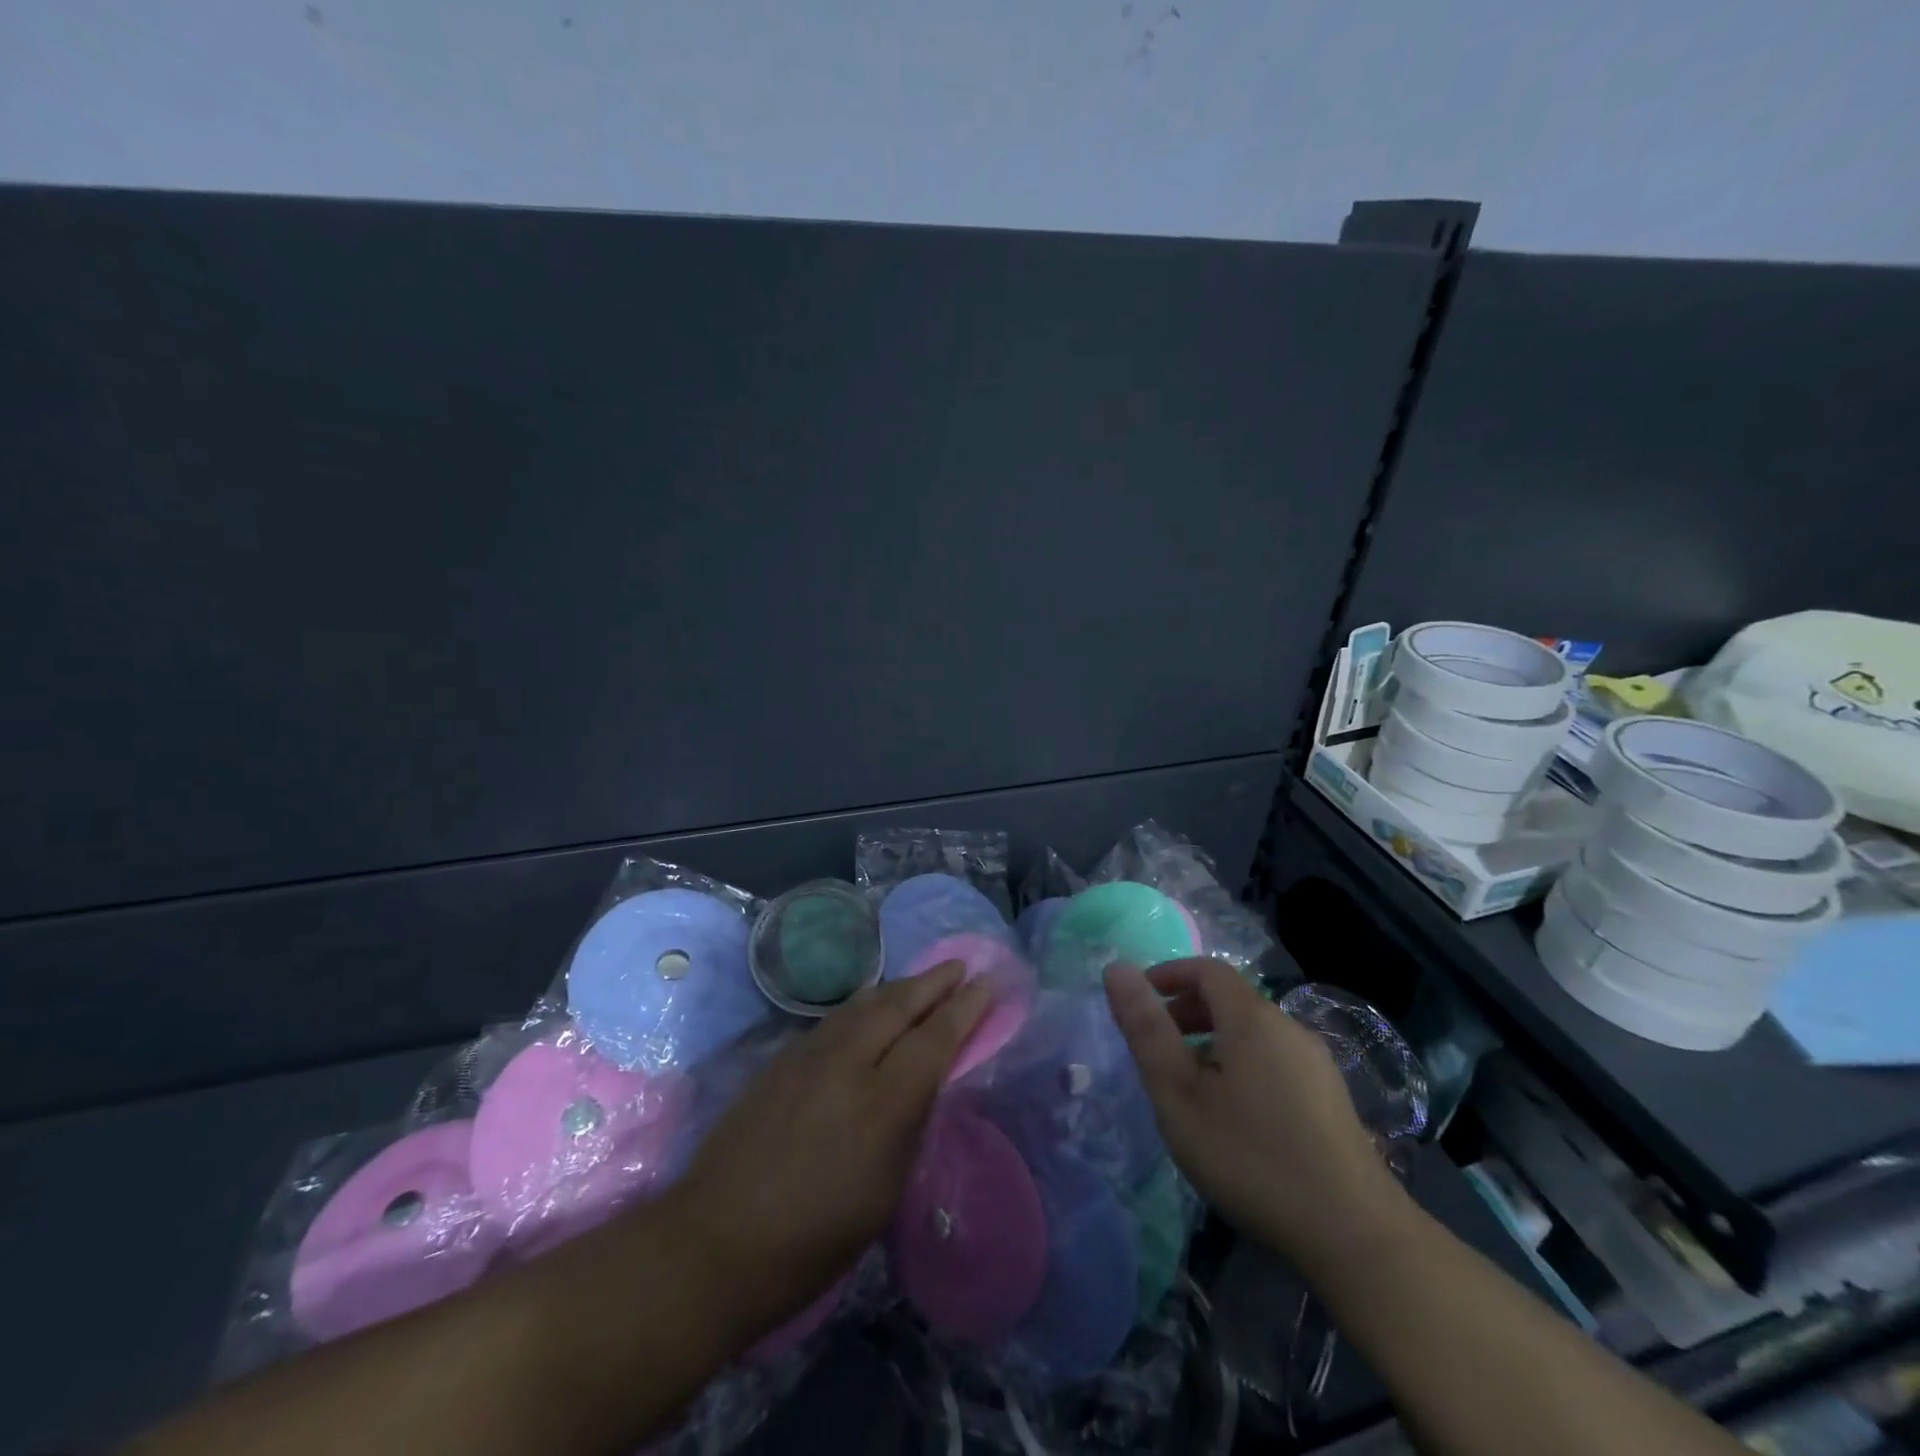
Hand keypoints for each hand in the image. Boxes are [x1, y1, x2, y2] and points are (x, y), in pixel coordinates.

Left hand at [662, 962, 990, 1348]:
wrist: (713, 1242)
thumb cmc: (813, 1240)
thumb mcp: (884, 1192)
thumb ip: (909, 1123)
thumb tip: (926, 1079)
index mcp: (882, 1102)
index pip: (935, 1038)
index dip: (966, 1008)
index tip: (988, 983)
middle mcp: (847, 1062)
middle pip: (900, 1004)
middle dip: (934, 982)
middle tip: (960, 965)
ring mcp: (809, 1054)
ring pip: (865, 1002)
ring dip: (900, 987)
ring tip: (923, 980)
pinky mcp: (782, 1057)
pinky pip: (838, 1017)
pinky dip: (867, 1004)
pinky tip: (872, 1008)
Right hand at [1104, 958, 1408, 1270]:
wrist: (1354, 1234)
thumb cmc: (1250, 1155)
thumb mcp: (1179, 1094)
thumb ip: (1146, 1029)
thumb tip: (1117, 968)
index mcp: (1252, 1018)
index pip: (1207, 969)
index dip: (1169, 975)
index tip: (1139, 1001)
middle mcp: (1289, 1028)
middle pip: (1231, 999)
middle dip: (1187, 1010)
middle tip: (1156, 1048)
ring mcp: (1316, 1064)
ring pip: (1253, 1032)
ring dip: (1213, 1041)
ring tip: (1189, 1086)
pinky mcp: (1330, 1099)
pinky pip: (1274, 1059)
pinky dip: (1241, 1063)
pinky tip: (1234, 1115)